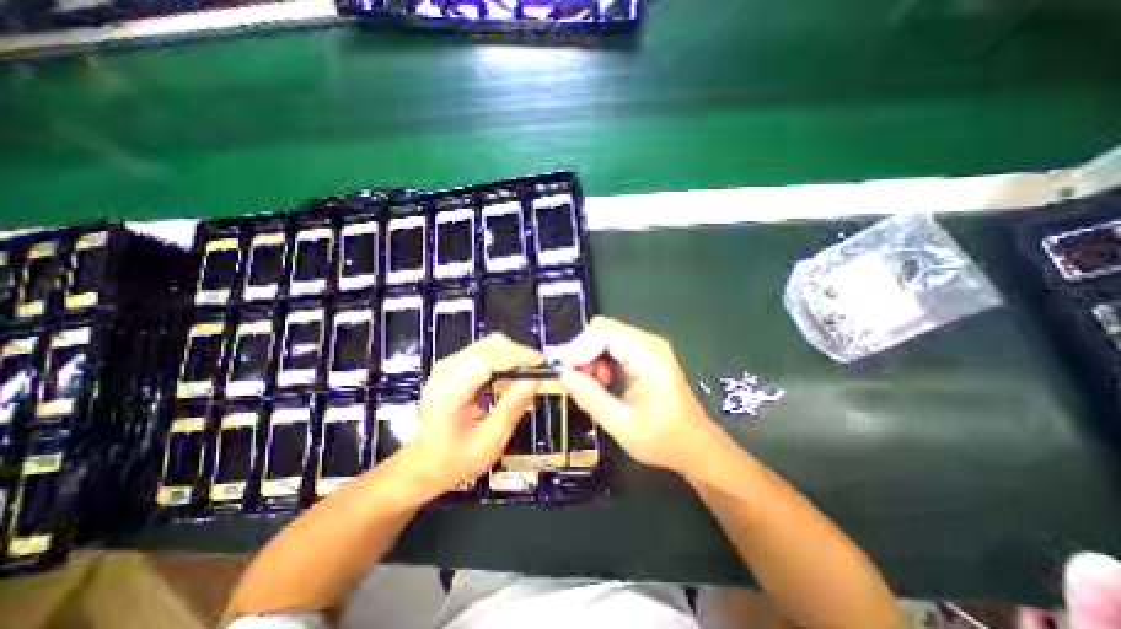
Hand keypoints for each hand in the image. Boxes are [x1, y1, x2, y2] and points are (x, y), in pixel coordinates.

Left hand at [403, 333, 541, 498]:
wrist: (423, 465)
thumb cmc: (455, 459)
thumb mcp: (489, 442)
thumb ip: (512, 408)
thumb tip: (535, 380)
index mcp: (451, 389)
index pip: (489, 359)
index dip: (519, 357)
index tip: (543, 364)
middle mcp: (447, 369)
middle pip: (490, 345)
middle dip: (518, 354)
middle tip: (538, 371)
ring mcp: (449, 365)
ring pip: (489, 346)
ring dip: (512, 356)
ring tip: (527, 375)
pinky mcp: (455, 367)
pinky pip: (485, 354)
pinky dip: (503, 361)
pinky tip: (511, 378)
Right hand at [551, 317, 716, 474]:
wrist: (695, 446)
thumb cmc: (663, 439)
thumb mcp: (621, 424)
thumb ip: (589, 397)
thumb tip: (563, 375)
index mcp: (647, 355)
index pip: (603, 333)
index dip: (576, 346)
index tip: (557, 365)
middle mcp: (648, 343)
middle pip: (603, 330)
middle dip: (583, 351)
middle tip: (575, 378)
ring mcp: (648, 348)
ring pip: (606, 337)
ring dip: (591, 357)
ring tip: (593, 385)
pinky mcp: (645, 355)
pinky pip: (614, 347)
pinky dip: (601, 361)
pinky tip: (603, 382)